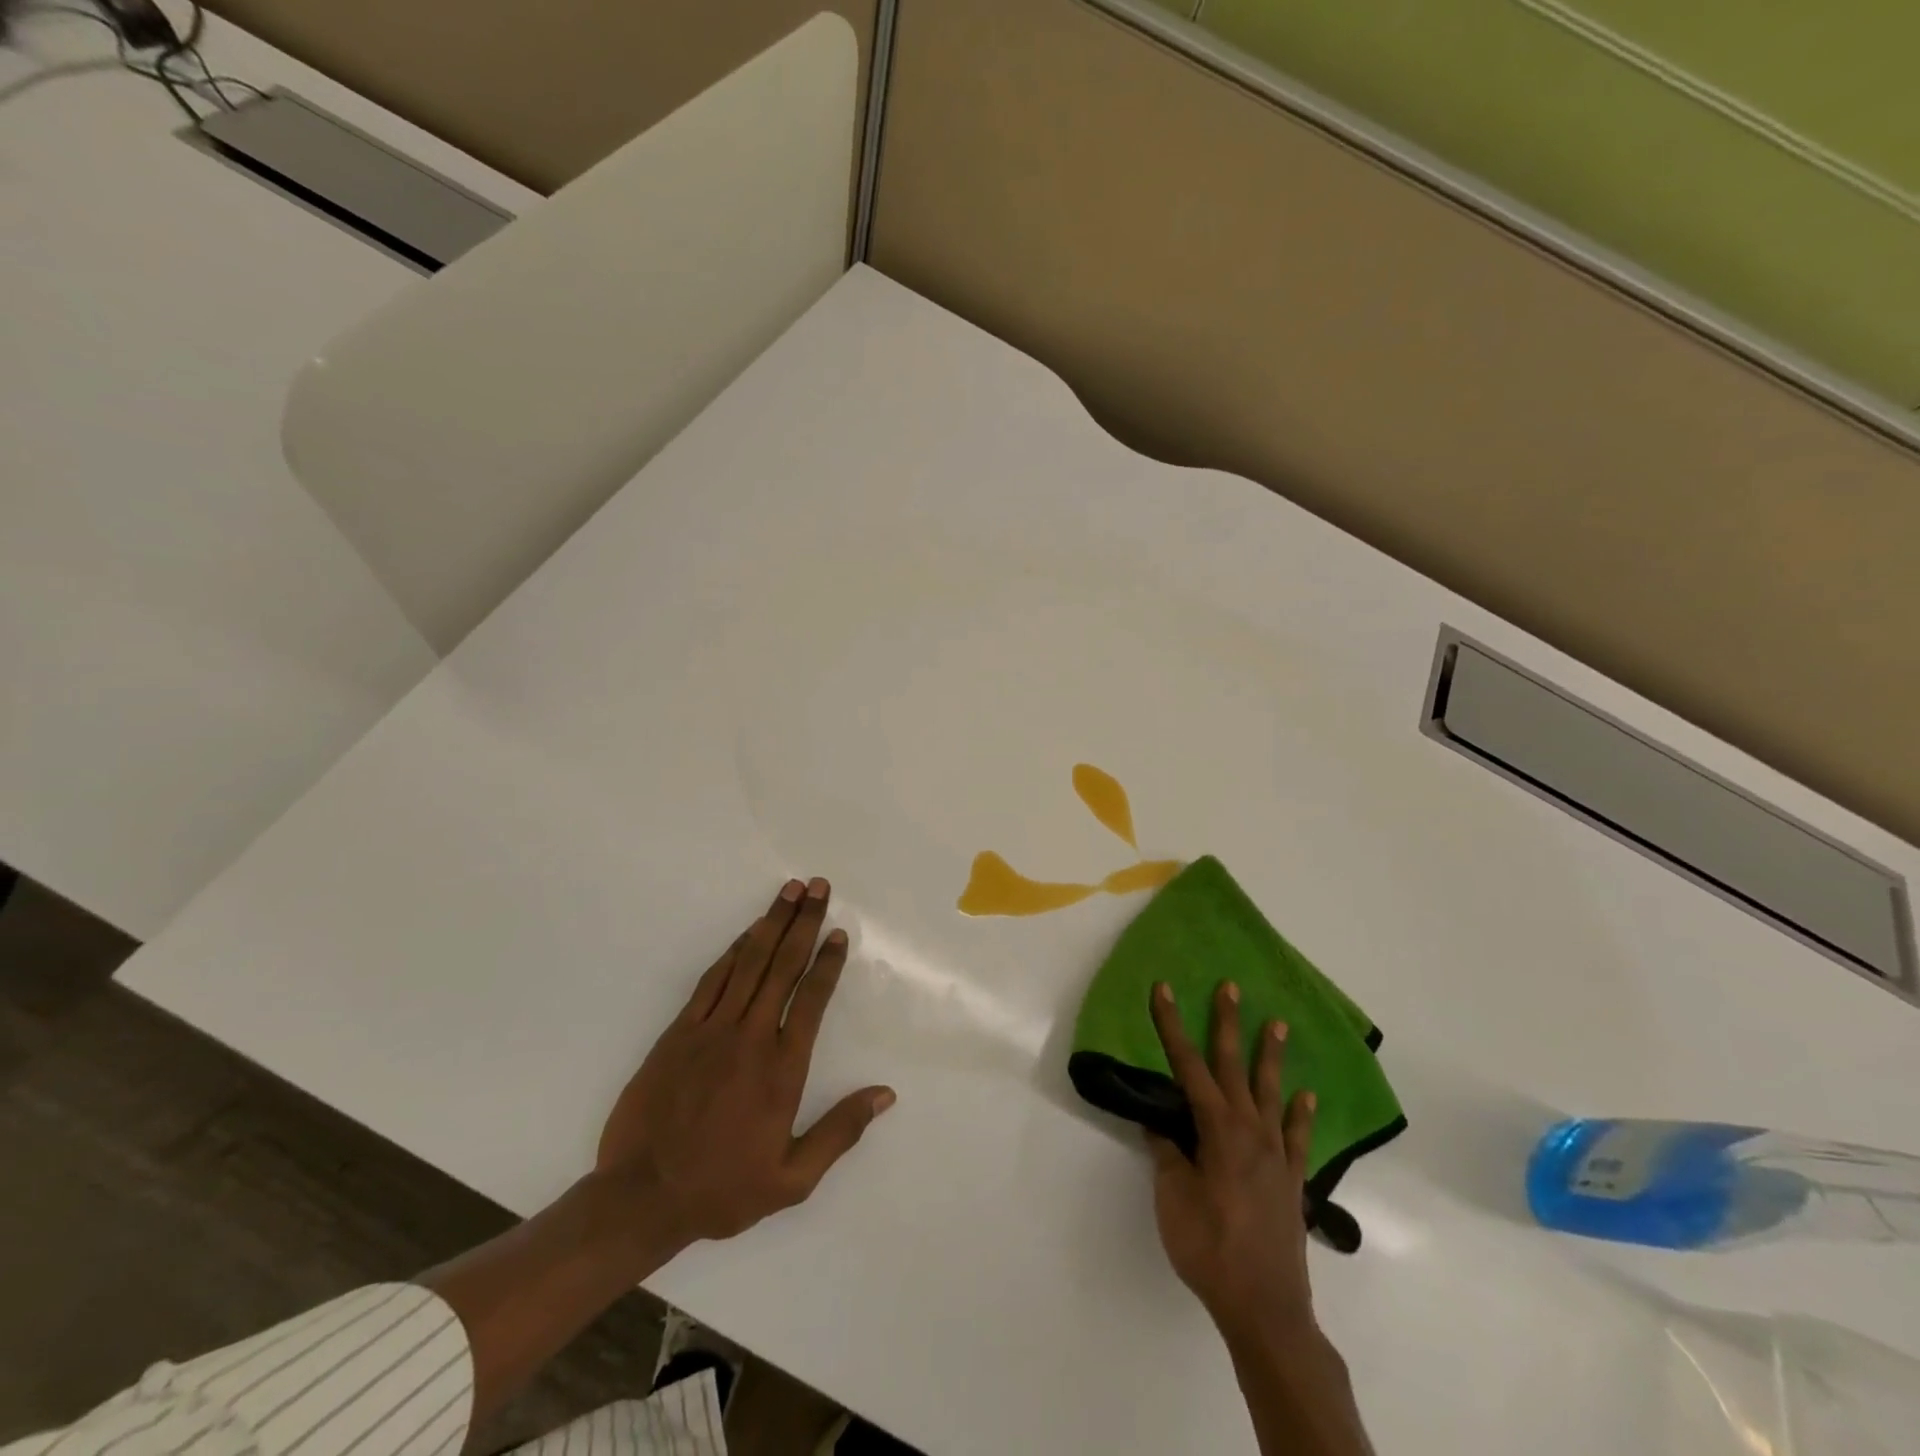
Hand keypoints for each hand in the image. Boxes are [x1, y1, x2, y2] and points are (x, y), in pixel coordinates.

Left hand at [595, 877, 894, 1248]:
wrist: (642, 1197)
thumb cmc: (723, 1189)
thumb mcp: (793, 1179)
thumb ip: (840, 1131)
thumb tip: (885, 1094)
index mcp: (782, 1069)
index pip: (811, 1000)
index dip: (827, 962)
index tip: (838, 932)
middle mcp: (750, 1037)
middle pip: (783, 966)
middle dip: (803, 923)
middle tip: (818, 887)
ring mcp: (711, 1030)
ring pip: (747, 963)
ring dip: (770, 923)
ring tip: (789, 891)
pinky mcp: (679, 1032)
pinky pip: (711, 980)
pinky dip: (732, 952)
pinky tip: (746, 933)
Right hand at [1146, 980, 1318, 1340]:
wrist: (1265, 1307)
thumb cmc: (1210, 1248)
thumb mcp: (1172, 1198)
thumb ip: (1167, 1154)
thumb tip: (1160, 1123)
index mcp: (1217, 1129)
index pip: (1187, 1065)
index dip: (1172, 1024)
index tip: (1163, 989)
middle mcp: (1250, 1130)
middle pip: (1234, 1066)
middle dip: (1228, 1023)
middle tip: (1231, 987)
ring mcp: (1276, 1153)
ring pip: (1272, 1092)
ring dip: (1271, 1056)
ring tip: (1278, 1024)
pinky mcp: (1292, 1180)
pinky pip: (1298, 1137)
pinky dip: (1302, 1114)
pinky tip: (1306, 1096)